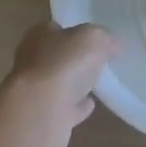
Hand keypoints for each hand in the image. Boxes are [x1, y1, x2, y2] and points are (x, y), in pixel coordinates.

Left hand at [0, 21, 118, 146]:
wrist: (41, 112)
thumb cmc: (63, 64)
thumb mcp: (92, 38)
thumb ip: (103, 38)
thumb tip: (113, 44)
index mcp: (39, 37)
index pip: (55, 29)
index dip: (75, 31)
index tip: (95, 38)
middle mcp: (33, 62)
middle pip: (56, 57)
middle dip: (73, 58)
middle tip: (98, 59)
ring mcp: (37, 92)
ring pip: (60, 83)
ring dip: (75, 83)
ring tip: (98, 82)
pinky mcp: (45, 118)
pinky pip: (66, 108)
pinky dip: (77, 106)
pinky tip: (91, 104)